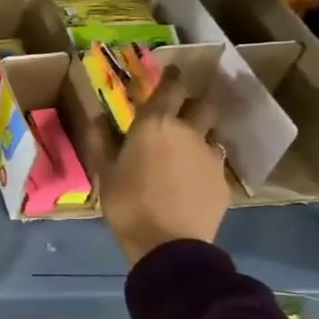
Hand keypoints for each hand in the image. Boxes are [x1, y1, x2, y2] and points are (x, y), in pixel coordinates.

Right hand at [98, 73, 230, 266]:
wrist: (168, 244)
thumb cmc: (127, 202)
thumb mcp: (103, 170)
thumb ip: (100, 139)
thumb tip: (96, 114)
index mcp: (155, 124)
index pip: (171, 88)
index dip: (172, 78)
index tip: (170, 73)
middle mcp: (189, 132)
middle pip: (203, 105)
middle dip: (193, 104)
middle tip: (180, 112)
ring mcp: (210, 157)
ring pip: (211, 135)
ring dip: (200, 136)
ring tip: (185, 150)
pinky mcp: (223, 181)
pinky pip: (214, 163)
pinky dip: (203, 165)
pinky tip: (191, 180)